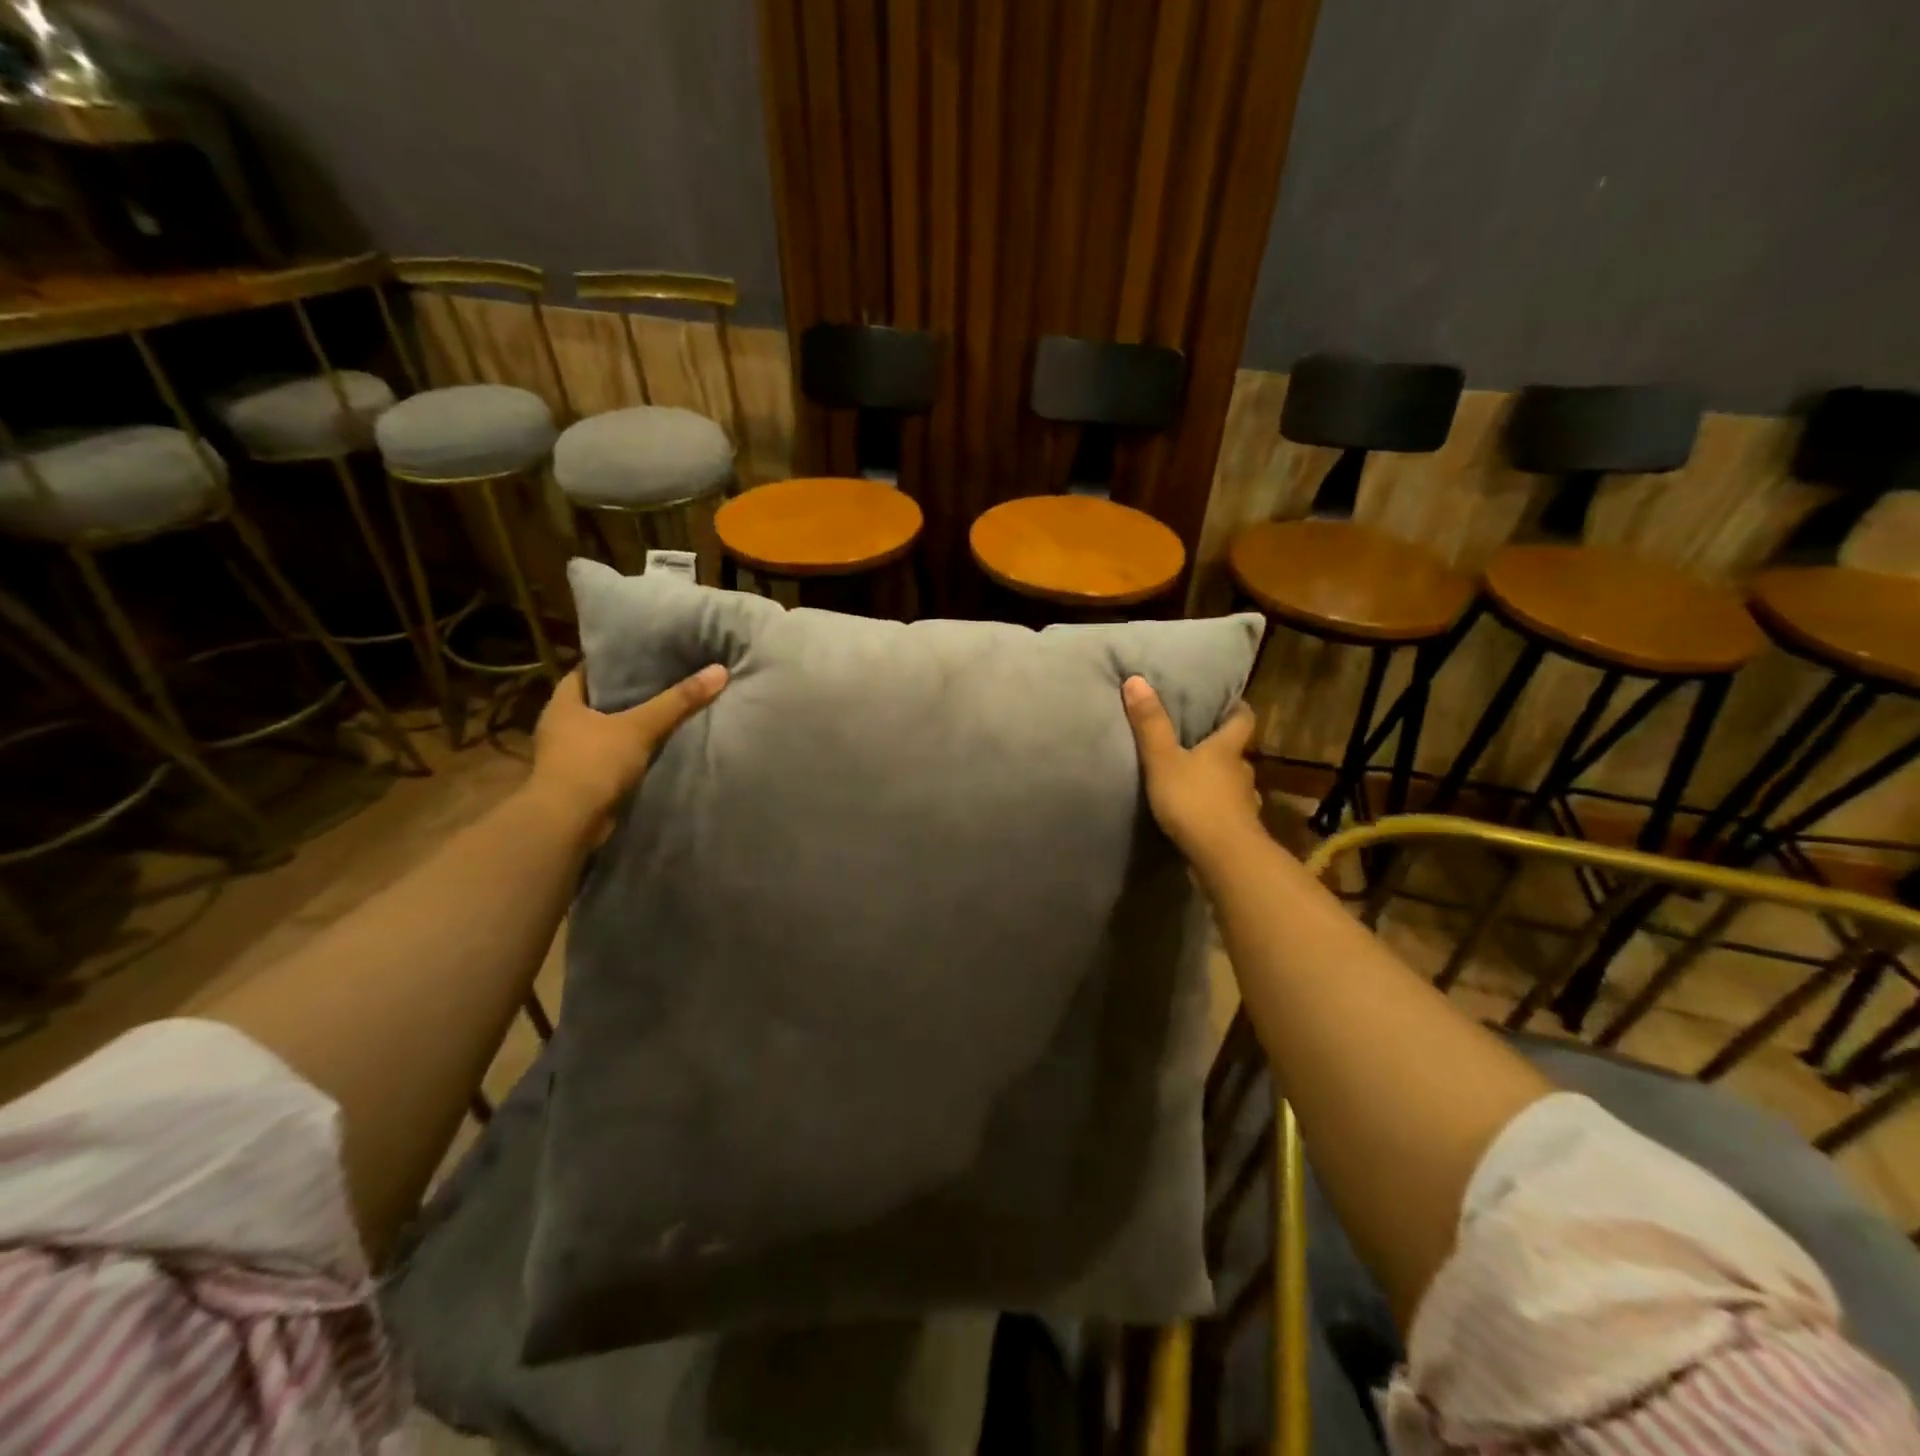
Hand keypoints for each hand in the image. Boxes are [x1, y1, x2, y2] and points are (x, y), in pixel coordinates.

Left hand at [525, 665, 728, 837]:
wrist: (568, 823)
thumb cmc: (594, 763)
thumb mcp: (640, 726)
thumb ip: (678, 701)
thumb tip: (719, 670)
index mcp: (563, 701)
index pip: (591, 669)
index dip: (619, 661)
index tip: (650, 655)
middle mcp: (562, 723)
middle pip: (602, 699)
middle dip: (633, 692)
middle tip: (670, 679)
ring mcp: (570, 753)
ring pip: (608, 728)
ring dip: (633, 724)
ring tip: (671, 709)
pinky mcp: (583, 778)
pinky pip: (613, 754)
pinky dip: (633, 750)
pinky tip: (661, 744)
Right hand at [1122, 676, 1260, 866]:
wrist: (1223, 857)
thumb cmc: (1194, 800)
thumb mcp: (1163, 760)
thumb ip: (1150, 724)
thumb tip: (1136, 679)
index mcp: (1227, 750)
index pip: (1242, 720)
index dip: (1237, 709)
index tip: (1229, 703)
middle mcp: (1242, 773)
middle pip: (1236, 754)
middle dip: (1221, 749)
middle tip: (1198, 743)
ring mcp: (1244, 804)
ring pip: (1233, 785)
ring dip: (1219, 782)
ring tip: (1196, 782)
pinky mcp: (1239, 831)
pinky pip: (1228, 813)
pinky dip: (1217, 811)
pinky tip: (1200, 816)